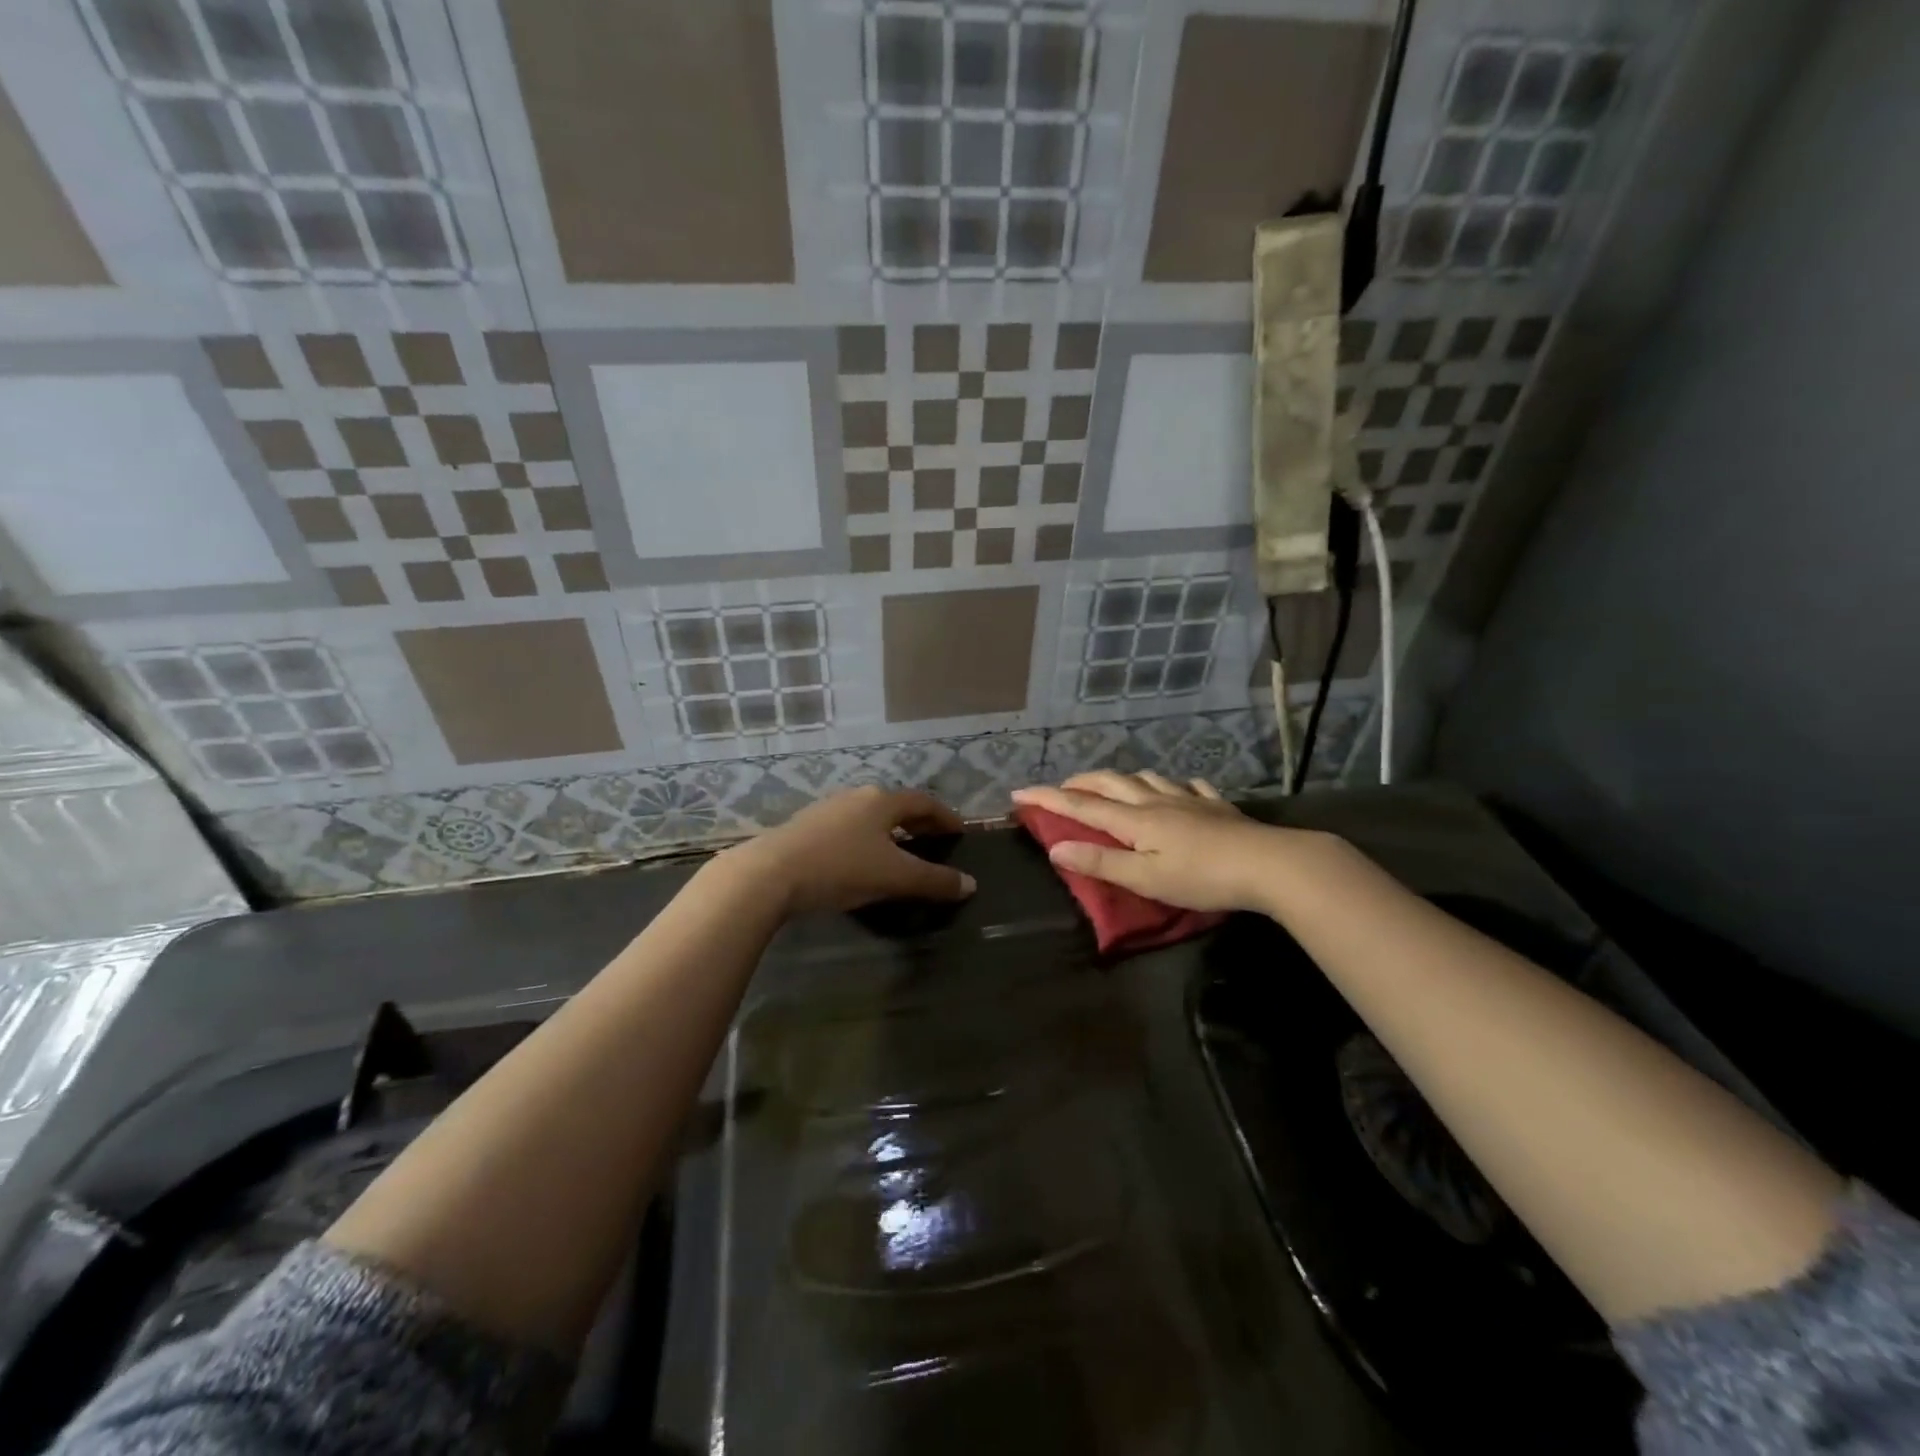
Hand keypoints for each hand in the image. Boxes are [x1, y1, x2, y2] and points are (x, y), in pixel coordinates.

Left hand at [724, 786, 975, 914]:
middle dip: (918, 823)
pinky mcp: (805, 828)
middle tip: (934, 843)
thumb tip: (970, 884)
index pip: (924, 802)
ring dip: (890, 832)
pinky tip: (861, 862)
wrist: (770, 874)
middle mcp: (856, 797)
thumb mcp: (894, 877)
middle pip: (896, 806)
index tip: (959, 832)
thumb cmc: (840, 868)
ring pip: (870, 817)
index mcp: (882, 801)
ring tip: (900, 853)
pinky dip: (866, 841)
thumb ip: (934, 881)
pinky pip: (848, 829)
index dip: (945, 816)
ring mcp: (827, 810)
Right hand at [1011, 772, 1287, 913]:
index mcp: (1135, 820)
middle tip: (1061, 788)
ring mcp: (1189, 800)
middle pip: (1111, 783)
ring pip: (1147, 778)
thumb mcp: (1145, 879)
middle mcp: (1156, 801)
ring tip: (1113, 785)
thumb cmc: (1202, 877)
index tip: (1018, 793)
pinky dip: (1173, 785)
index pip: (1081, 806)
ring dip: (1122, 779)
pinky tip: (1179, 789)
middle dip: (1081, 783)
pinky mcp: (1217, 806)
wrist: (1269, 864)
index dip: (1048, 799)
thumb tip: (1055, 849)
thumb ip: (1100, 864)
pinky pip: (1189, 786)